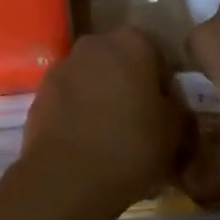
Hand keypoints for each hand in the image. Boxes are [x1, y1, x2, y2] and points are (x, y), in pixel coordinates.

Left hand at [18, 27, 187, 219]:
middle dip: (131, 84)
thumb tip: (171, 105)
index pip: (158, 54)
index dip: (165, 84)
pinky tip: (86, 140)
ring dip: (102, 95)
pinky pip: (70, 95)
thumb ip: (177, 109)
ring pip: (93, 76)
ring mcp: (64, 64)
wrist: (67, 178)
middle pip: (121, 60)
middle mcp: (96, 42)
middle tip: (141, 121)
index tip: (168, 112)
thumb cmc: (130, 147)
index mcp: (133, 42)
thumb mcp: (173, 133)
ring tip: (111, 134)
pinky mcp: (42, 89)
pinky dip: (79, 110)